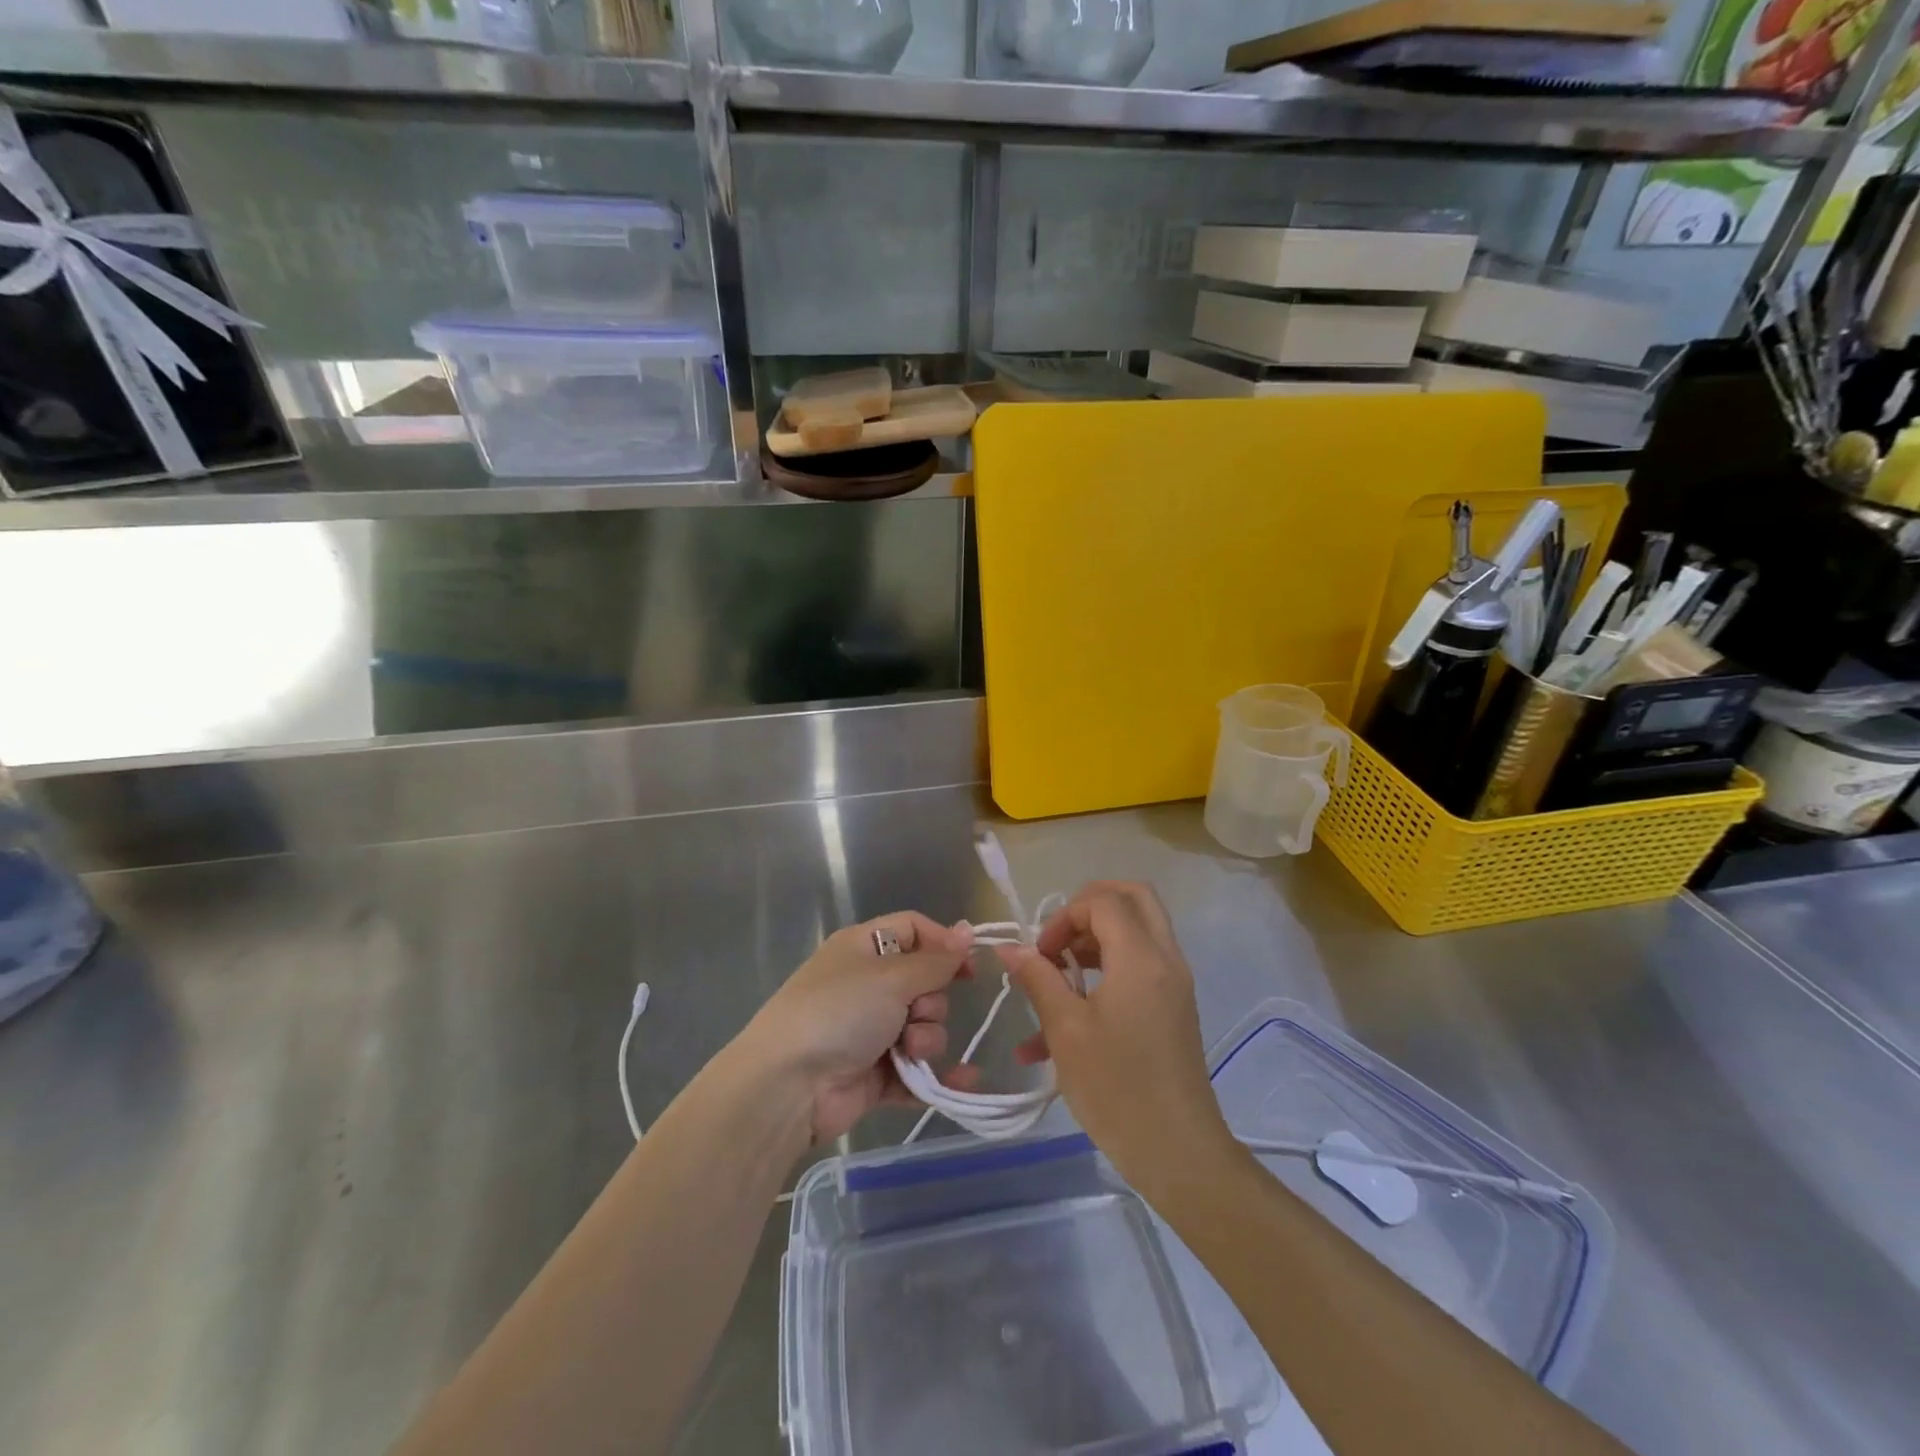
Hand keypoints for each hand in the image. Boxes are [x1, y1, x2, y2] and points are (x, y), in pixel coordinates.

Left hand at [739, 912, 980, 1143]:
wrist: (789, 1086)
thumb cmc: (839, 1013)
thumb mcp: (891, 977)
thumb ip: (936, 960)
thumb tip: (968, 931)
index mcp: (864, 948)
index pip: (914, 930)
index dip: (943, 944)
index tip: (969, 967)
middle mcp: (868, 985)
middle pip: (925, 982)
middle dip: (931, 1001)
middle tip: (915, 1013)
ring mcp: (871, 1031)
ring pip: (924, 1026)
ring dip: (927, 1038)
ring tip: (908, 1051)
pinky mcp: (876, 1073)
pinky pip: (918, 1070)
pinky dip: (935, 1075)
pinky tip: (964, 1081)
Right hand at [1000, 883, 1237, 1192]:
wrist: (1177, 1152)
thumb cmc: (1116, 1088)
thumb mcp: (1066, 1030)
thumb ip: (1038, 979)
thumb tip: (1010, 948)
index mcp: (1141, 957)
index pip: (1103, 900)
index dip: (1064, 916)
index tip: (1040, 954)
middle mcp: (1165, 958)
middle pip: (1133, 898)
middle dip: (1089, 907)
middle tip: (1058, 937)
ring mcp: (1174, 982)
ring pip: (1138, 930)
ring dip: (1095, 939)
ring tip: (1057, 974)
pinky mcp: (1173, 1006)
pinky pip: (1140, 966)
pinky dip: (1106, 970)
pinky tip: (1067, 1014)